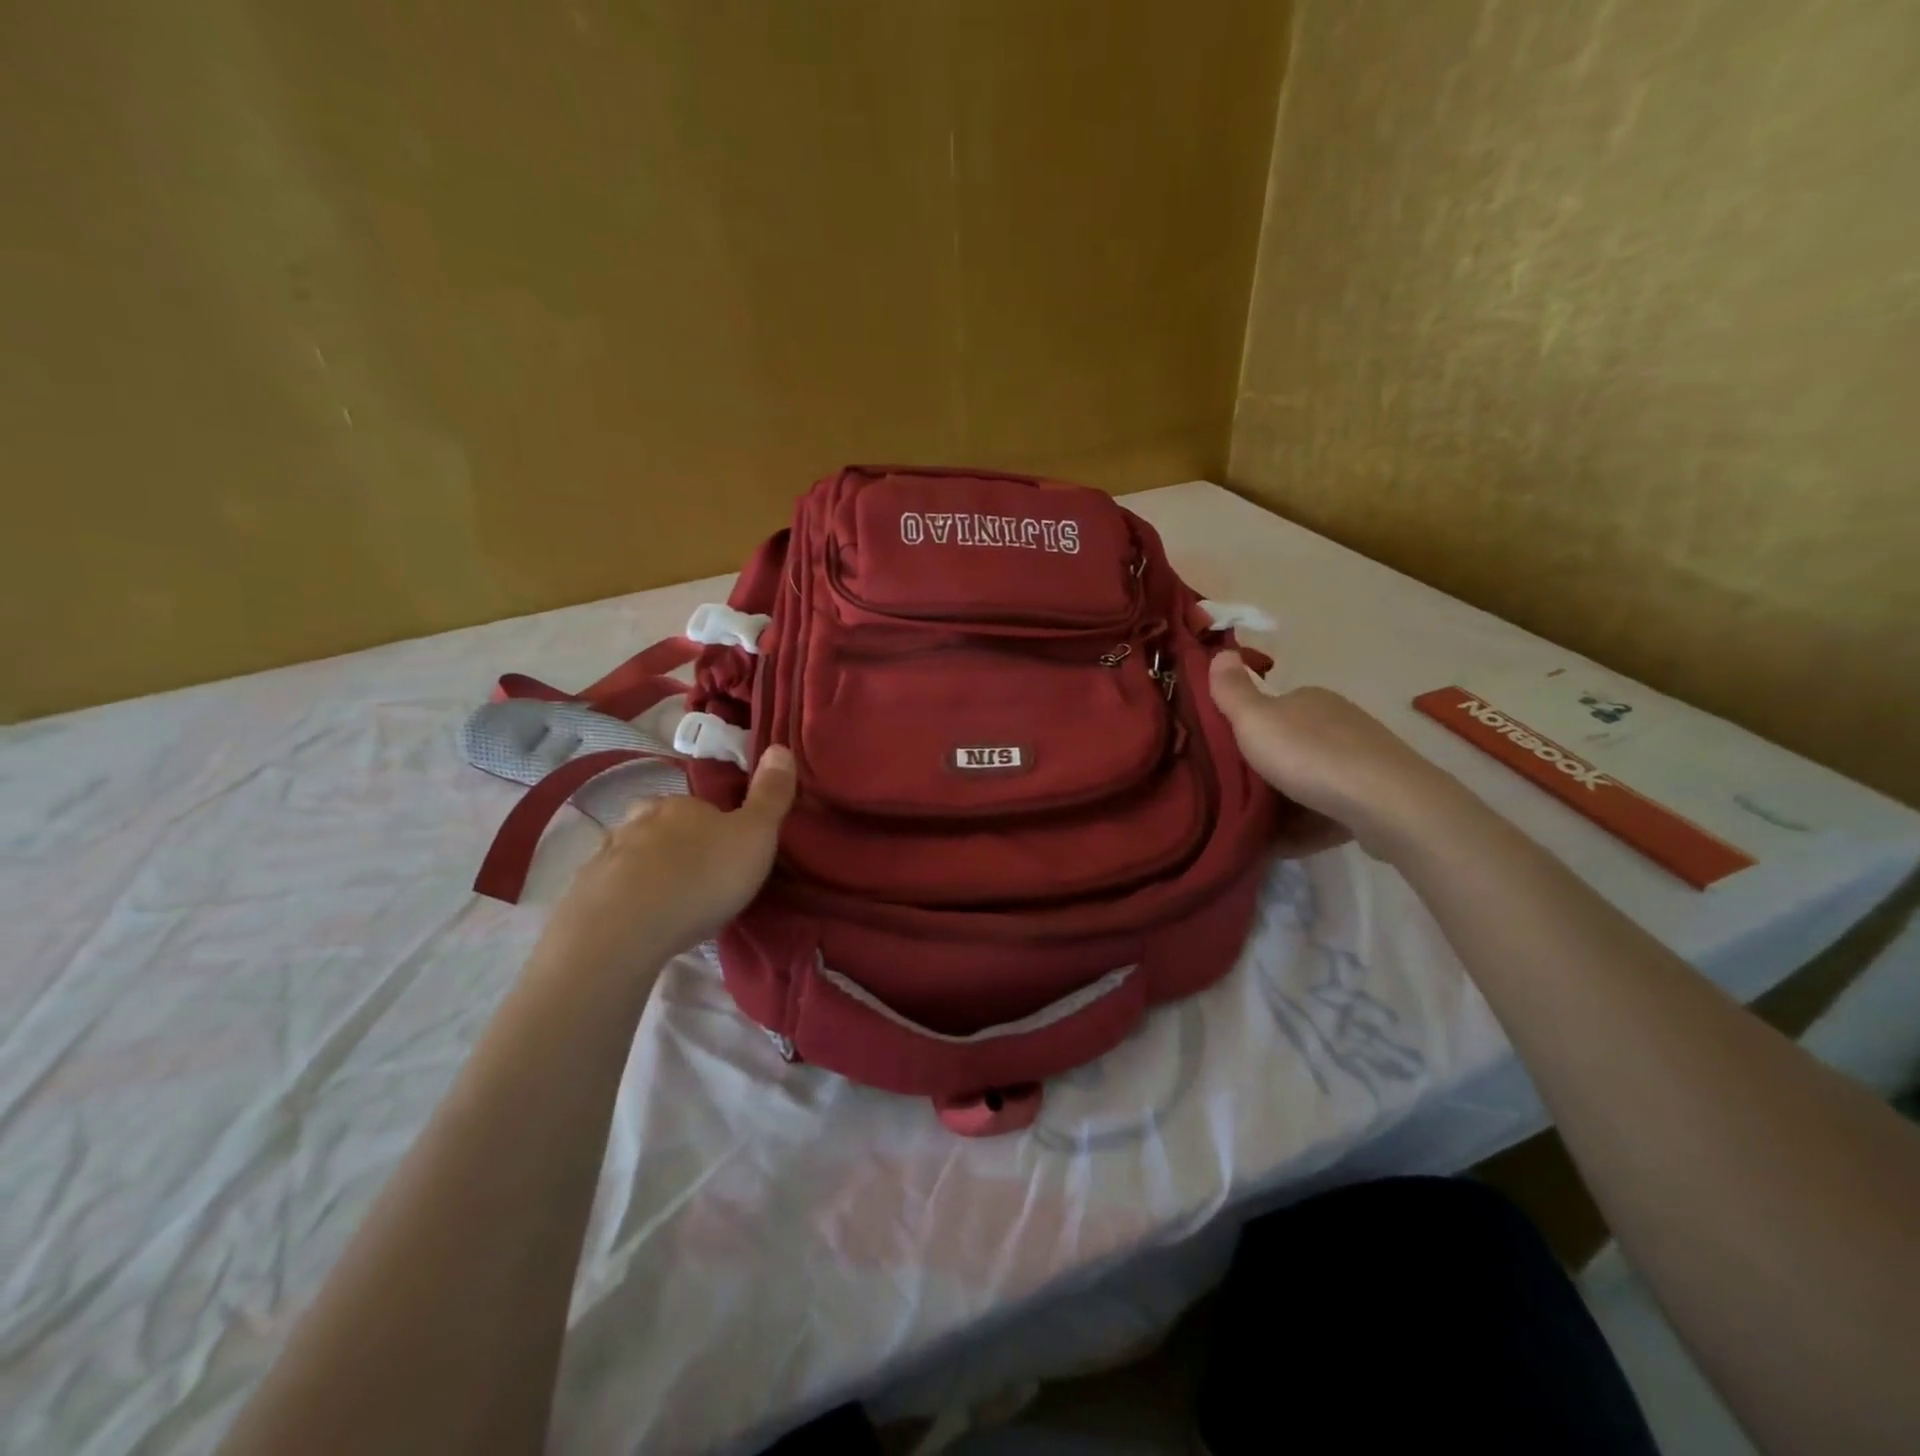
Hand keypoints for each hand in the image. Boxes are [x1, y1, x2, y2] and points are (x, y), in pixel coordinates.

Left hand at [535, 746, 797, 972]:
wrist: (625, 930)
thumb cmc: (701, 877)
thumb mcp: (755, 836)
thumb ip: (770, 796)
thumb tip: (780, 747)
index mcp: (681, 806)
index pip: (699, 806)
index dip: (714, 826)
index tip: (727, 853)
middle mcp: (639, 821)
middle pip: (659, 825)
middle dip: (674, 844)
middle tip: (696, 876)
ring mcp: (605, 856)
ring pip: (631, 855)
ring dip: (646, 871)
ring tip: (666, 902)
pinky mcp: (583, 894)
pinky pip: (608, 890)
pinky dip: (622, 899)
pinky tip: (635, 922)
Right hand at [1209, 654, 1462, 860]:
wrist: (1387, 805)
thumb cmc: (1311, 757)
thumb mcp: (1255, 720)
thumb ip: (1232, 692)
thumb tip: (1222, 652)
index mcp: (1310, 700)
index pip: (1270, 709)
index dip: (1244, 731)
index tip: (1222, 757)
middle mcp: (1338, 723)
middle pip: (1289, 747)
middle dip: (1263, 771)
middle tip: (1232, 795)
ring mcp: (1360, 760)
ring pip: (1310, 781)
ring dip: (1283, 804)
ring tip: (1254, 828)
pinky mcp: (1374, 798)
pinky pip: (1329, 811)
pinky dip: (1306, 826)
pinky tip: (1285, 844)